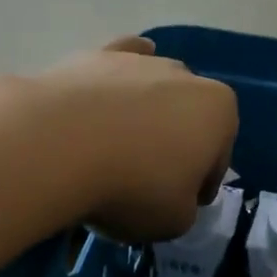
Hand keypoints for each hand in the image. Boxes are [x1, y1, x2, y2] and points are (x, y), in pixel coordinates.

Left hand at [32, 37, 237, 243]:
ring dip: (144, 115)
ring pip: (152, 92)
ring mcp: (139, 61)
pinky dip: (117, 78)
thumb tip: (170, 196)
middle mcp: (186, 76)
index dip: (201, 185)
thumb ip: (184, 206)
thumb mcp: (175, 221)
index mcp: (219, 112)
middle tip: (149, 179)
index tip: (182, 204)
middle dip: (176, 143)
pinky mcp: (95, 55)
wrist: (58, 146)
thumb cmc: (132, 187)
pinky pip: (115, 64)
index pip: (218, 157)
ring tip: (117, 149)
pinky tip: (109, 90)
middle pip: (187, 118)